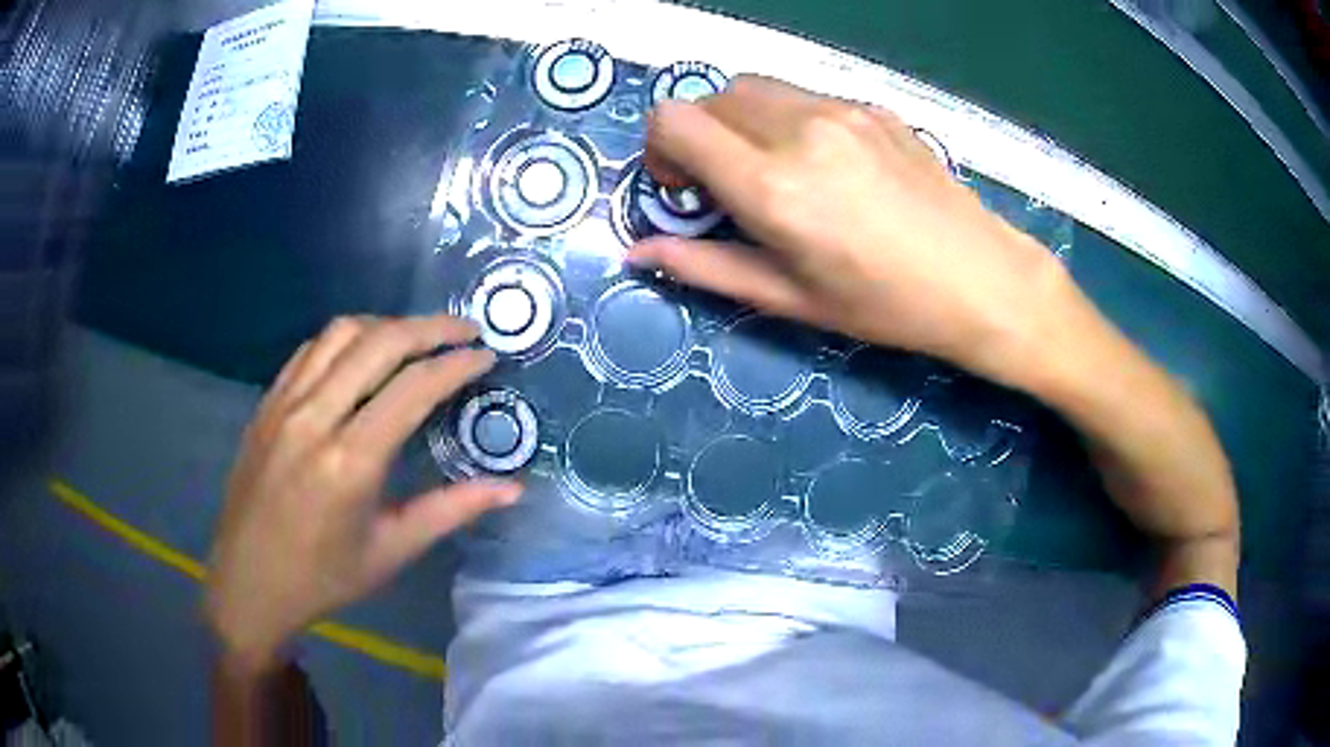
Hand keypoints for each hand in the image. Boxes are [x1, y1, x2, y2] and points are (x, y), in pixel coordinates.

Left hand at [204, 315, 520, 670]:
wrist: (249, 581)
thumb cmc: (324, 577)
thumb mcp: (392, 550)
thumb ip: (451, 510)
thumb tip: (512, 487)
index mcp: (350, 462)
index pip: (413, 388)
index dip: (456, 364)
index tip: (487, 355)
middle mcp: (315, 418)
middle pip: (379, 342)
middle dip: (430, 327)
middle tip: (465, 330)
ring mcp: (284, 404)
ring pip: (341, 333)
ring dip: (387, 325)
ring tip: (418, 338)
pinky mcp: (267, 403)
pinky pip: (311, 350)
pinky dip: (346, 339)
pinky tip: (362, 356)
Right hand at [630, 75, 1074, 387]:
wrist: (980, 279)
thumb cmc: (884, 305)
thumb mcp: (788, 299)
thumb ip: (704, 266)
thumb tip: (638, 252)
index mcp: (772, 184)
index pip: (673, 120)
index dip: (660, 149)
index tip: (684, 188)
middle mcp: (799, 129)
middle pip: (710, 97)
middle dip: (700, 135)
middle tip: (727, 184)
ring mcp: (841, 110)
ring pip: (756, 88)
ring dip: (742, 122)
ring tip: (775, 170)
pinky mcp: (872, 106)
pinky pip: (804, 95)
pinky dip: (788, 119)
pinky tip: (825, 164)